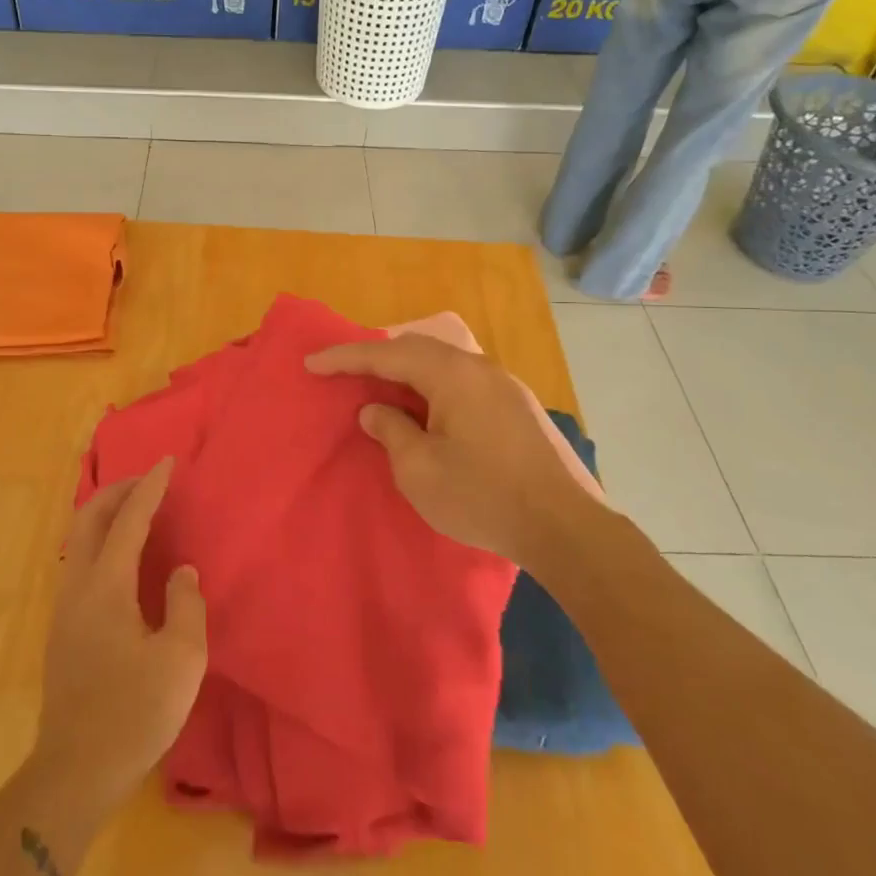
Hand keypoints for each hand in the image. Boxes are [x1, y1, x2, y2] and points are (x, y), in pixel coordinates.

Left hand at [35, 459, 206, 811]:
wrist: (75, 772)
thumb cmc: (134, 713)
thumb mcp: (181, 660)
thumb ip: (186, 605)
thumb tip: (181, 573)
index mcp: (106, 587)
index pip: (128, 521)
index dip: (149, 488)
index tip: (166, 462)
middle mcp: (78, 587)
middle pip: (89, 519)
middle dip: (118, 491)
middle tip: (148, 481)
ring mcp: (65, 609)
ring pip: (78, 540)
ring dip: (105, 514)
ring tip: (135, 510)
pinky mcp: (63, 630)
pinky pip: (79, 562)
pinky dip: (99, 539)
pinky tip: (120, 558)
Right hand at [306, 334, 603, 567]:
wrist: (564, 526)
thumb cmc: (483, 496)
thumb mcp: (420, 470)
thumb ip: (392, 431)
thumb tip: (376, 410)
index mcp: (452, 375)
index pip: (387, 355)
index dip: (345, 358)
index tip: (311, 364)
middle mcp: (478, 368)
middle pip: (417, 349)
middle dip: (375, 357)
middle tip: (343, 369)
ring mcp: (503, 385)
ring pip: (442, 363)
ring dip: (406, 371)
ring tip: (379, 384)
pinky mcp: (516, 407)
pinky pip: (461, 381)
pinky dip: (432, 385)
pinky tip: (425, 406)